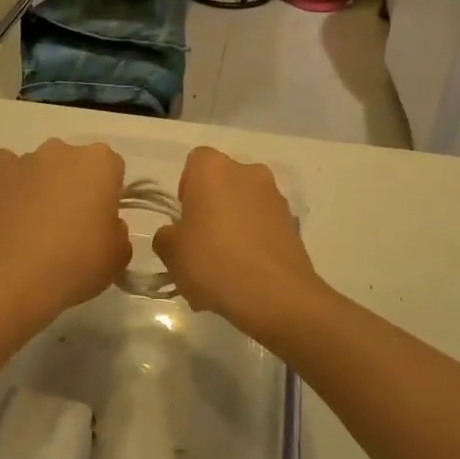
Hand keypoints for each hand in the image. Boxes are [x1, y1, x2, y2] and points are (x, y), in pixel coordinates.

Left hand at [0, 140, 130, 321]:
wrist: (14, 279)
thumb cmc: (76, 264)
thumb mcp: (118, 256)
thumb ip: (118, 230)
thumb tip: (104, 224)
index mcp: (100, 162)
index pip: (112, 169)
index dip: (108, 195)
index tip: (101, 221)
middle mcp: (63, 150)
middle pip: (75, 163)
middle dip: (75, 186)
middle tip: (71, 225)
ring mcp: (26, 159)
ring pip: (42, 167)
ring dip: (43, 186)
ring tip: (35, 227)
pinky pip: (7, 168)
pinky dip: (11, 184)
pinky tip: (10, 211)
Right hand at [154, 147, 321, 336]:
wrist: (275, 296)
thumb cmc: (213, 262)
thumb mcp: (171, 252)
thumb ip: (166, 236)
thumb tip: (175, 234)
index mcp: (214, 169)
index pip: (194, 163)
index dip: (186, 188)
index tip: (184, 219)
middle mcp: (248, 172)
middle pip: (222, 184)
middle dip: (211, 208)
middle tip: (201, 244)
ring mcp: (275, 197)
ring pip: (245, 206)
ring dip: (234, 226)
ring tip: (224, 269)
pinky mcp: (293, 224)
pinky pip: (264, 227)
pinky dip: (254, 243)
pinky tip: (245, 277)